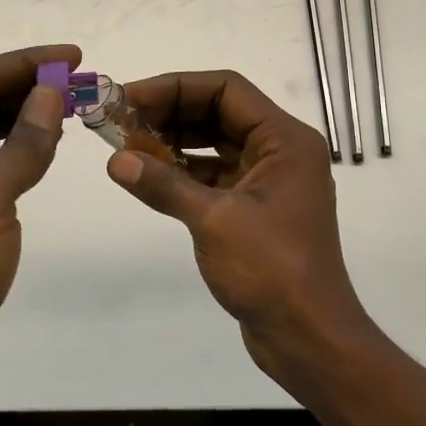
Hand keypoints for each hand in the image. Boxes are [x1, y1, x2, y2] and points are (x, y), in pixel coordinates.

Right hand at [105, 70, 376, 385]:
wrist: (309, 338)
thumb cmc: (272, 270)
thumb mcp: (214, 221)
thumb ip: (164, 185)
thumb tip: (116, 161)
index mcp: (285, 140)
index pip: (226, 89)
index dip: (176, 87)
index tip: (131, 97)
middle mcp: (280, 151)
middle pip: (219, 112)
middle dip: (170, 112)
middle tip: (121, 120)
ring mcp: (268, 180)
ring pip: (215, 143)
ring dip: (174, 141)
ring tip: (127, 144)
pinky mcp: (254, 208)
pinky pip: (214, 174)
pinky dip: (183, 171)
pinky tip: (149, 175)